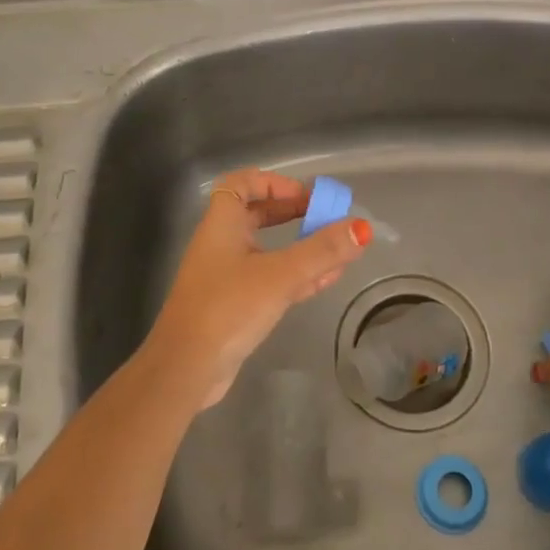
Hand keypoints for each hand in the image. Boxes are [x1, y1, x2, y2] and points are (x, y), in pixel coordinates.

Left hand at [138, 168, 371, 410]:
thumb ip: (322, 251)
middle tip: (325, 217)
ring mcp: (227, 277)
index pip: (240, 183)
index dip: (272, 181)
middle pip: (257, 214)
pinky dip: (298, 275)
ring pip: (268, 250)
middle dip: (293, 212)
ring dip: (301, 246)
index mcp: (221, 225)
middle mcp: (221, 245)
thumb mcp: (280, 275)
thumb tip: (362, 227)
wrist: (187, 368)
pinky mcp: (236, 305)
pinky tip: (328, 278)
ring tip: (337, 249)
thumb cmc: (228, 308)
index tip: (304, 194)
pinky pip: (271, 280)